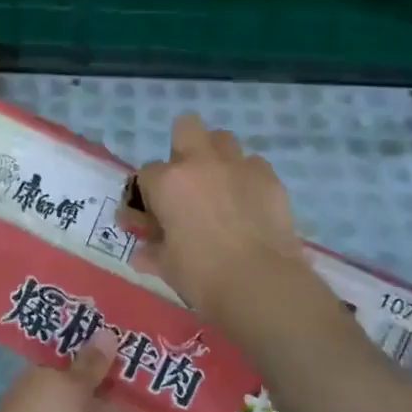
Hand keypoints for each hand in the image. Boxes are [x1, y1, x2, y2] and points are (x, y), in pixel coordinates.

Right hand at [119, 113, 309, 318]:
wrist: (260, 284)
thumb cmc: (202, 275)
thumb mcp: (167, 266)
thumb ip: (152, 251)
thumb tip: (142, 253)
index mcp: (168, 182)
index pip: (147, 173)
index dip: (149, 193)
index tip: (155, 213)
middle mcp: (201, 163)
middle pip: (187, 127)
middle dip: (183, 145)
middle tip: (187, 178)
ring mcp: (238, 166)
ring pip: (223, 139)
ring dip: (217, 157)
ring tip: (220, 186)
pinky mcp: (270, 178)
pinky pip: (254, 164)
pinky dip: (248, 178)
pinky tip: (250, 202)